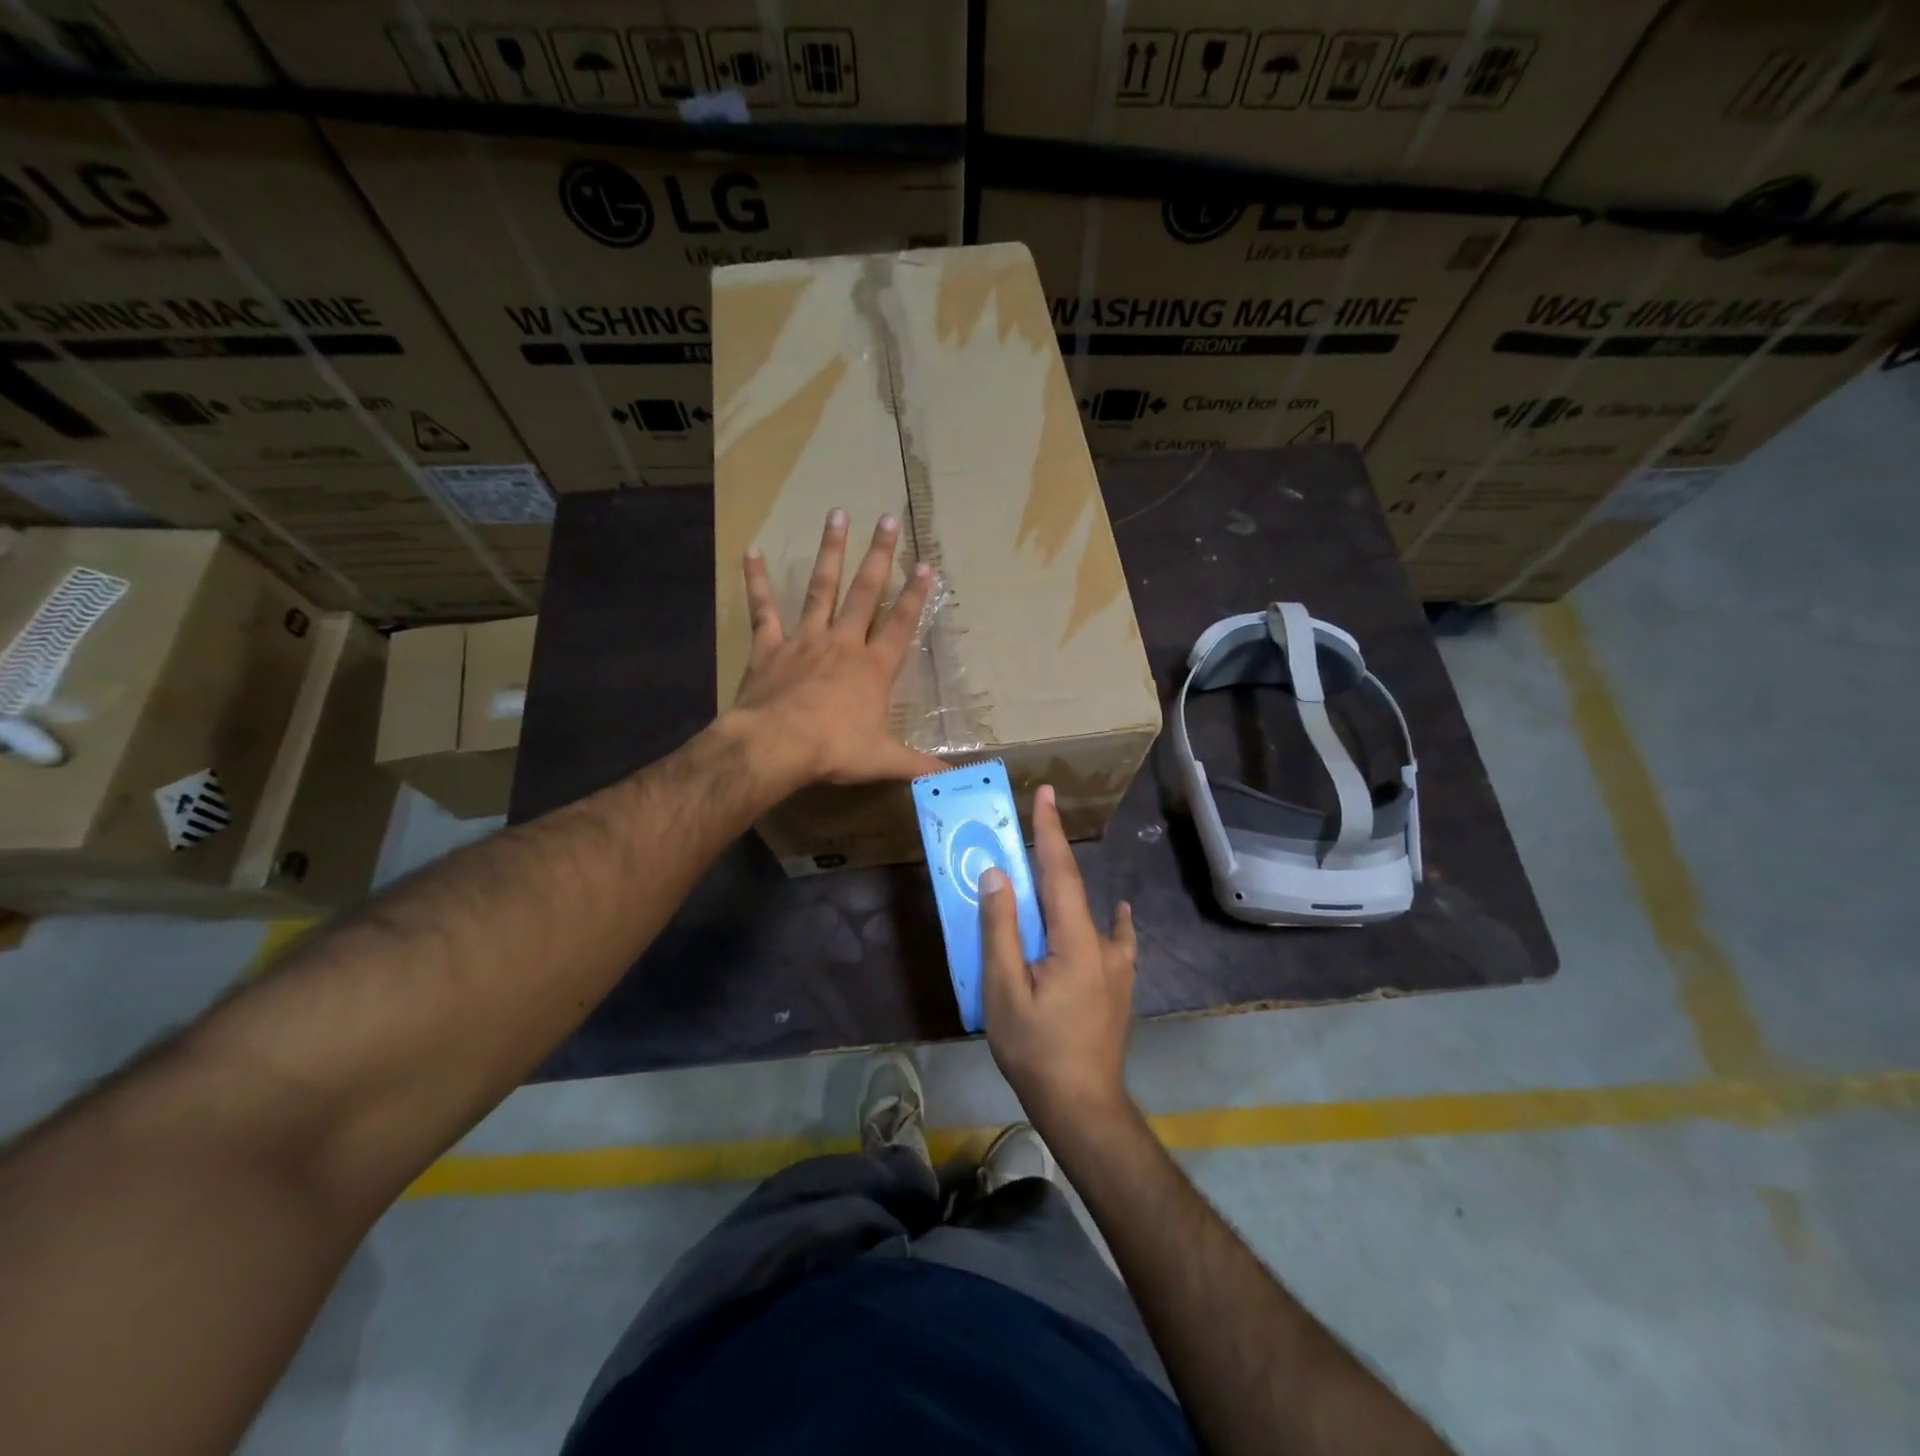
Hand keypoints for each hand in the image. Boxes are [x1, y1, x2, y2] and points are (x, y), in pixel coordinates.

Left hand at [730, 509, 943, 786]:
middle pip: (866, 593)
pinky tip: (753, 551)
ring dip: (830, 552)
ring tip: (837, 515)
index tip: (925, 564)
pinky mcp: (770, 647)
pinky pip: (764, 609)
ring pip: (821, 588)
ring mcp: (805, 640)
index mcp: (873, 667)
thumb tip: (955, 780)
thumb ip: (919, 767)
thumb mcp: (883, 760)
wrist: (776, 746)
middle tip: (888, 518)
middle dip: (879, 556)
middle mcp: (843, 643)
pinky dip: (757, 581)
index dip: (916, 596)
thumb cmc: (834, 750)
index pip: (901, 625)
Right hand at [980, 785, 1136, 1132]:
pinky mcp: (1119, 985)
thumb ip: (1000, 930)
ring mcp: (1117, 966)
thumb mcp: (1004, 991)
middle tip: (1033, 826)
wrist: (1083, 1106)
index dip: (1050, 831)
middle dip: (1052, 852)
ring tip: (1048, 873)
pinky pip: (1117, 940)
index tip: (1047, 793)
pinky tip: (1120, 914)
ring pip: (1091, 913)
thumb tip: (997, 875)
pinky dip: (1114, 920)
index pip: (1060, 872)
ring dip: (1068, 886)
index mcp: (1075, 940)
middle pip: (1073, 887)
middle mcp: (1103, 944)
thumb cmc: (1036, 1050)